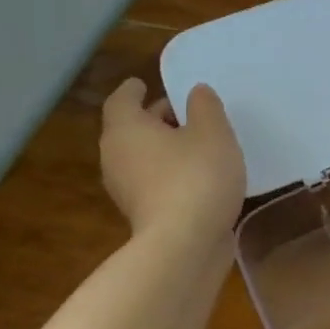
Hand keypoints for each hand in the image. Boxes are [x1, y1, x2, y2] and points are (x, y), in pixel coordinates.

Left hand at [98, 79, 244, 235]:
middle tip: (186, 112)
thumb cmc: (196, 176)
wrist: (185, 244)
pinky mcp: (142, 214)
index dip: (134, 90)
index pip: (121, 100)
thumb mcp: (213, 132)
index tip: (144, 84)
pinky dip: (169, 171)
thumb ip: (205, 106)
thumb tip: (195, 93)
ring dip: (164, 147)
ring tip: (199, 144)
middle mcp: (116, 157)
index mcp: (126, 130)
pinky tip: (199, 174)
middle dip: (156, 118)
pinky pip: (153, 180)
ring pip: (142, 156)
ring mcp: (126, 190)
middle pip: (131, 129)